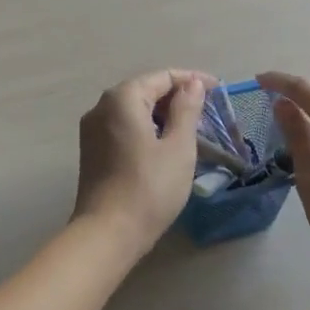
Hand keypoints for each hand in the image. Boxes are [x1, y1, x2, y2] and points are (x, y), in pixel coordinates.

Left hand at [72, 69, 213, 251]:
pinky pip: (123, 126)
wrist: (107, 233)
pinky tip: (164, 143)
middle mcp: (101, 106)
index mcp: (122, 98)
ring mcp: (92, 129)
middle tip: (207, 111)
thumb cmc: (149, 187)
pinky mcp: (91, 150)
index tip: (218, 89)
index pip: (162, 77)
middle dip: (176, 96)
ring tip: (190, 127)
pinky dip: (146, 128)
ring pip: (133, 109)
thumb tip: (191, 84)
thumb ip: (187, 110)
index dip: (192, 80)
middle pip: (145, 89)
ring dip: (161, 113)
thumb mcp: (178, 147)